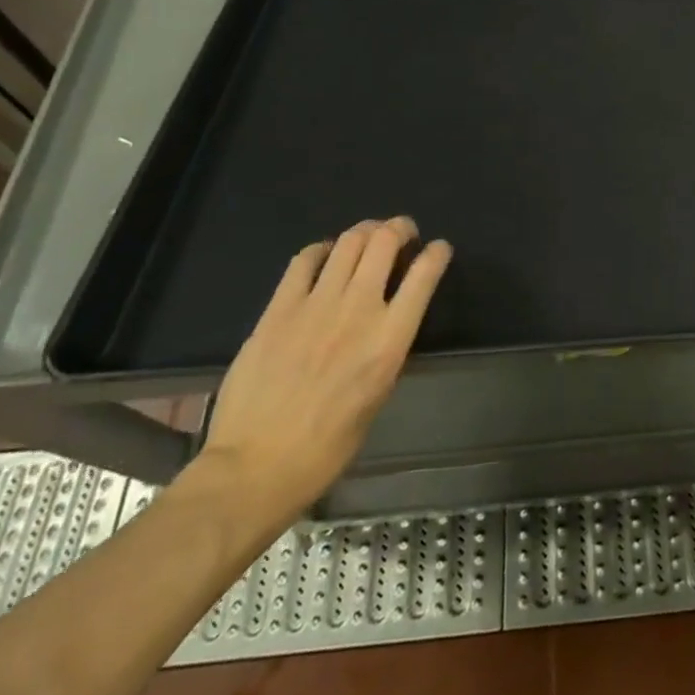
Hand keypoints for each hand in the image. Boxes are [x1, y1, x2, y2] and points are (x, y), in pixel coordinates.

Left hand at [196, 217, 451, 532]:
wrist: (255, 466)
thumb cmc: (327, 447)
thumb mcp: (377, 398)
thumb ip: (385, 350)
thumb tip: (387, 322)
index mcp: (390, 340)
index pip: (424, 275)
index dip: (437, 253)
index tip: (439, 249)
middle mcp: (358, 310)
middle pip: (384, 243)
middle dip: (399, 228)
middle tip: (403, 233)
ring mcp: (315, 305)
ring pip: (348, 242)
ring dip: (365, 231)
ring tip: (369, 235)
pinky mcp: (279, 308)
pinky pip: (305, 260)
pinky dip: (322, 249)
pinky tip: (325, 255)